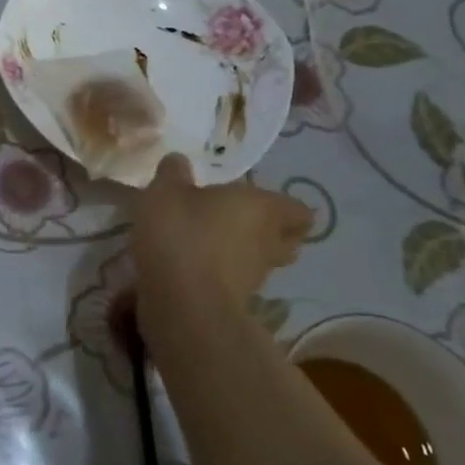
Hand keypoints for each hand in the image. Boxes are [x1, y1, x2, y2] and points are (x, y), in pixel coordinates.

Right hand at [130, 153, 310, 350]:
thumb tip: (179, 161)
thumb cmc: (181, 233)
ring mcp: (255, 277)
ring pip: (261, 262)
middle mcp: (267, 242)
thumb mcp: (166, 191)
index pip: (298, 210)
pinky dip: (222, 275)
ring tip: (212, 243)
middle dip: (271, 232)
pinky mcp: (236, 304)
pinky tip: (194, 265)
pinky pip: (236, 282)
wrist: (182, 303)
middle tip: (240, 221)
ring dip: (244, 254)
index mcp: (261, 208)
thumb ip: (174, 172)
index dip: (286, 207)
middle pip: (286, 239)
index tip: (261, 201)